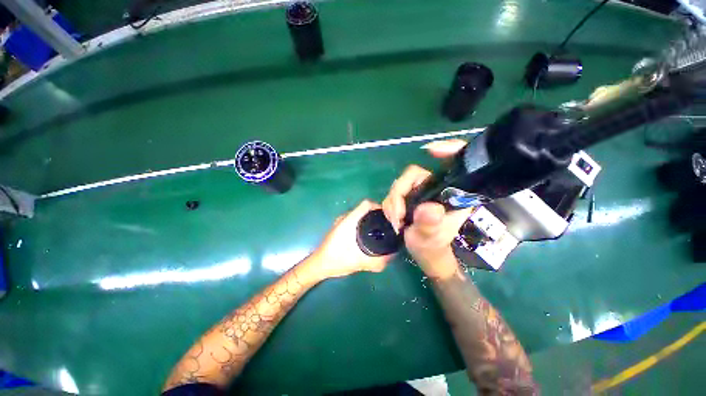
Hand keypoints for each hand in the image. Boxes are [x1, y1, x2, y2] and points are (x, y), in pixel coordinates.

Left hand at [309, 200, 394, 278]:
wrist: (319, 265)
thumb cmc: (337, 260)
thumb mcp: (359, 262)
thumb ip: (377, 261)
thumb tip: (392, 256)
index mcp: (349, 221)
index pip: (366, 204)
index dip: (379, 207)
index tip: (388, 216)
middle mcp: (345, 218)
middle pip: (364, 209)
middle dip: (377, 215)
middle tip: (387, 226)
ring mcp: (341, 222)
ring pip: (359, 215)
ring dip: (369, 220)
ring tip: (379, 231)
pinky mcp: (340, 228)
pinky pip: (355, 222)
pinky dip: (363, 225)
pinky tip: (367, 237)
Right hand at [382, 139, 471, 279]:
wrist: (423, 254)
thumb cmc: (433, 248)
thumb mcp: (431, 239)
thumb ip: (429, 225)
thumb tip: (428, 208)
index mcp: (452, 194)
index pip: (456, 164)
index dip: (448, 150)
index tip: (431, 151)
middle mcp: (437, 188)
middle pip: (413, 175)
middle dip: (399, 194)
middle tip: (397, 215)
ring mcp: (422, 191)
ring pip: (400, 184)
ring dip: (392, 203)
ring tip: (395, 221)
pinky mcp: (410, 196)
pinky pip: (394, 193)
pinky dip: (390, 205)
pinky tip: (394, 219)